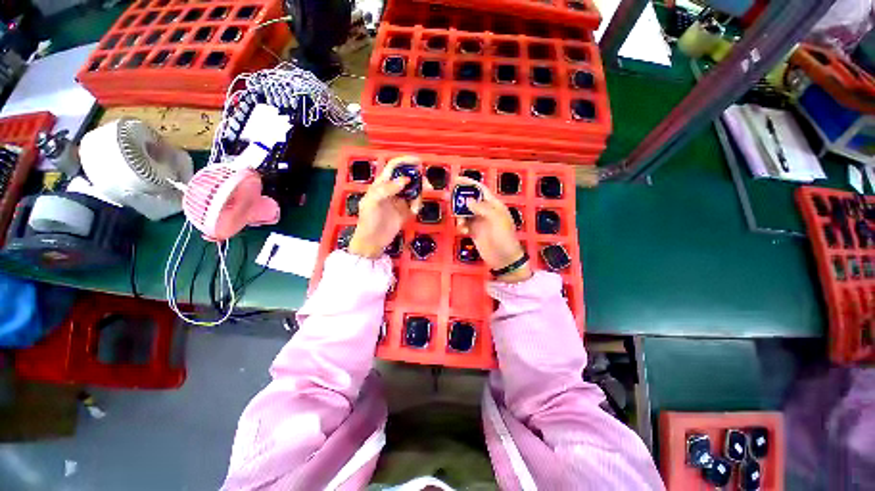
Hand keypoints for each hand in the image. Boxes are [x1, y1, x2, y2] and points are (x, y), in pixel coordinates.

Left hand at [348, 156, 425, 258]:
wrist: (372, 242)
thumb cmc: (368, 220)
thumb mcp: (372, 202)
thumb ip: (387, 189)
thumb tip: (405, 180)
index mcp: (382, 184)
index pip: (394, 167)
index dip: (405, 161)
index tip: (419, 161)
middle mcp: (392, 190)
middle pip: (408, 177)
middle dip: (418, 178)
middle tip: (427, 184)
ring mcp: (400, 200)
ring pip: (414, 190)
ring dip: (419, 194)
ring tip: (416, 205)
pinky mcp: (406, 211)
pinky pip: (416, 203)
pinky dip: (418, 205)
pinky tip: (413, 212)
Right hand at [454, 176, 532, 282]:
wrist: (504, 258)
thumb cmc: (503, 237)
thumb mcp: (496, 219)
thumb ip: (482, 208)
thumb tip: (467, 200)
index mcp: (494, 204)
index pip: (480, 189)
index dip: (468, 183)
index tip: (455, 179)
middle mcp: (485, 210)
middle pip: (469, 199)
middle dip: (459, 198)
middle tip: (448, 198)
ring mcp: (479, 221)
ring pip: (465, 212)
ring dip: (459, 215)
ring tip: (459, 222)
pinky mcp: (474, 231)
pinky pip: (464, 223)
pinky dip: (461, 225)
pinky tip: (463, 231)